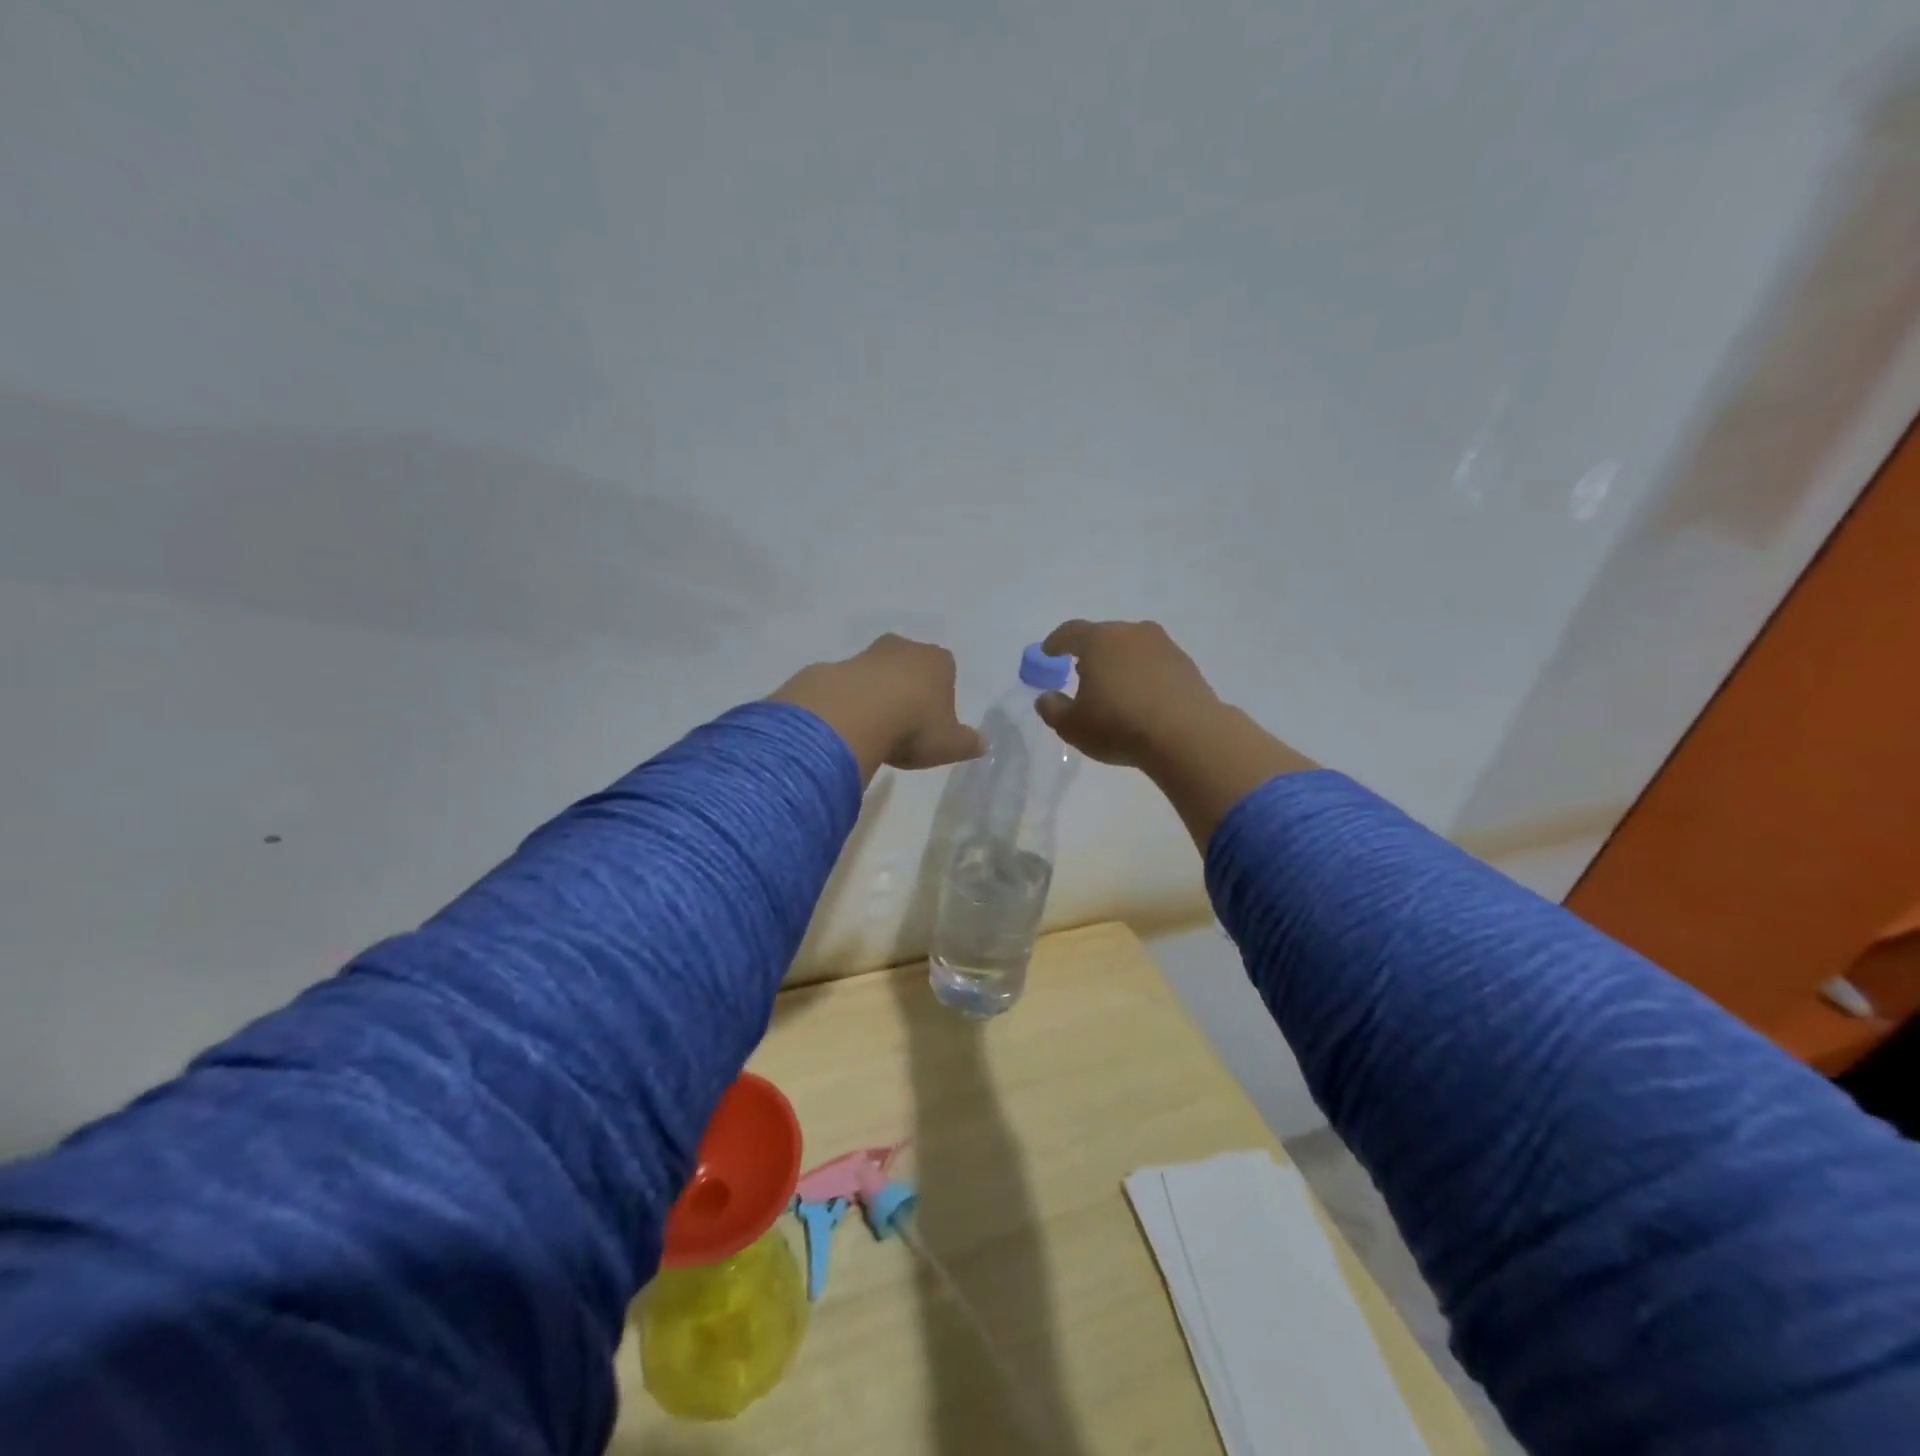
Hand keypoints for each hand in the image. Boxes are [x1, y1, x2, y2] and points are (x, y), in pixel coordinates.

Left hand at [771, 635, 983, 782]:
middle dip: (908, 689)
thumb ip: (968, 743)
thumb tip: (983, 744)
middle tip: (903, 725)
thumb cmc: (914, 726)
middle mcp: (904, 648)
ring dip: (876, 694)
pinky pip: (847, 686)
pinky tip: (849, 727)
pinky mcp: (836, 667)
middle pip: (910, 666)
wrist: (855, 715)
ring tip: (874, 730)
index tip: (932, 723)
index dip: (941, 697)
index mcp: (939, 661)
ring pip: (877, 673)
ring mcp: (867, 654)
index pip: (946, 671)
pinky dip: (849, 701)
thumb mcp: (950, 744)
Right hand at [1033, 619, 1225, 768]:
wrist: (1187, 735)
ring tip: (1114, 687)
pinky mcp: (1187, 665)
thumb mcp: (1072, 726)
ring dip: (1120, 663)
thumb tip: (1046, 697)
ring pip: (1132, 649)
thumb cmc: (1118, 725)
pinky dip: (1144, 676)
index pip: (1070, 632)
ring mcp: (1164, 646)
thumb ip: (1052, 709)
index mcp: (1099, 640)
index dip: (1056, 642)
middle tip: (1080, 672)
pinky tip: (1142, 698)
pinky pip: (1155, 664)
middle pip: (1104, 636)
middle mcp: (1132, 632)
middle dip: (1090, 653)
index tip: (1048, 652)